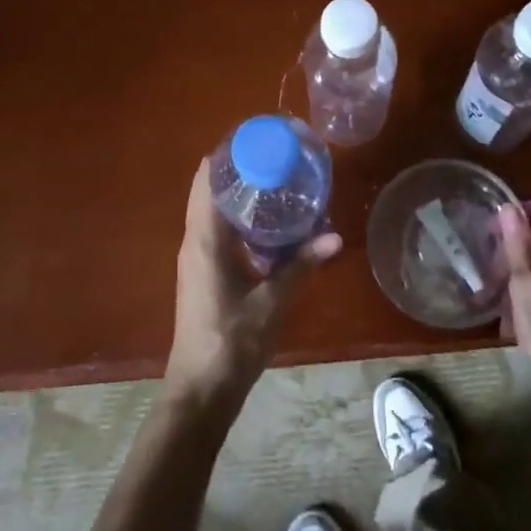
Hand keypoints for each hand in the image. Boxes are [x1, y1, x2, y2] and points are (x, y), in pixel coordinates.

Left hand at [164, 159, 341, 405]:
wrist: (201, 390)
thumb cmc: (232, 342)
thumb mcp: (273, 302)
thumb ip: (302, 266)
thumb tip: (335, 237)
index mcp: (205, 239)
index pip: (207, 179)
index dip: (227, 154)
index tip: (258, 139)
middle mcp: (195, 241)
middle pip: (210, 190)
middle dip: (239, 171)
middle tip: (277, 159)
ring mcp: (196, 258)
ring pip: (213, 211)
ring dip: (239, 196)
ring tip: (277, 184)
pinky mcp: (203, 274)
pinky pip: (218, 232)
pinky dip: (239, 219)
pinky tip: (269, 226)